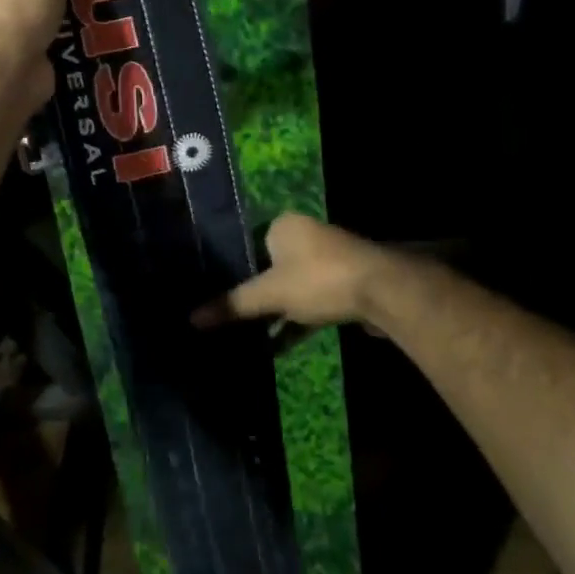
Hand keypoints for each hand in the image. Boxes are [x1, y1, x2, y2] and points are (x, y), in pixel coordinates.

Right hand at [195, 214, 386, 329]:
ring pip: (291, 287)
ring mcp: (327, 260)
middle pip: (269, 268)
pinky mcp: (343, 285)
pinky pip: (309, 301)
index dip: (232, 270)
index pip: (247, 244)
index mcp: (284, 226)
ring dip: (274, 312)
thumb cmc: (319, 280)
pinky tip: (275, 347)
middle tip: (228, 318)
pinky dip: (294, 322)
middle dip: (253, 295)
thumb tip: (191, 319)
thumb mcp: (271, 294)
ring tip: (246, 337)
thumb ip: (233, 305)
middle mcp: (305, 236)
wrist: (383, 292)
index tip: (215, 295)